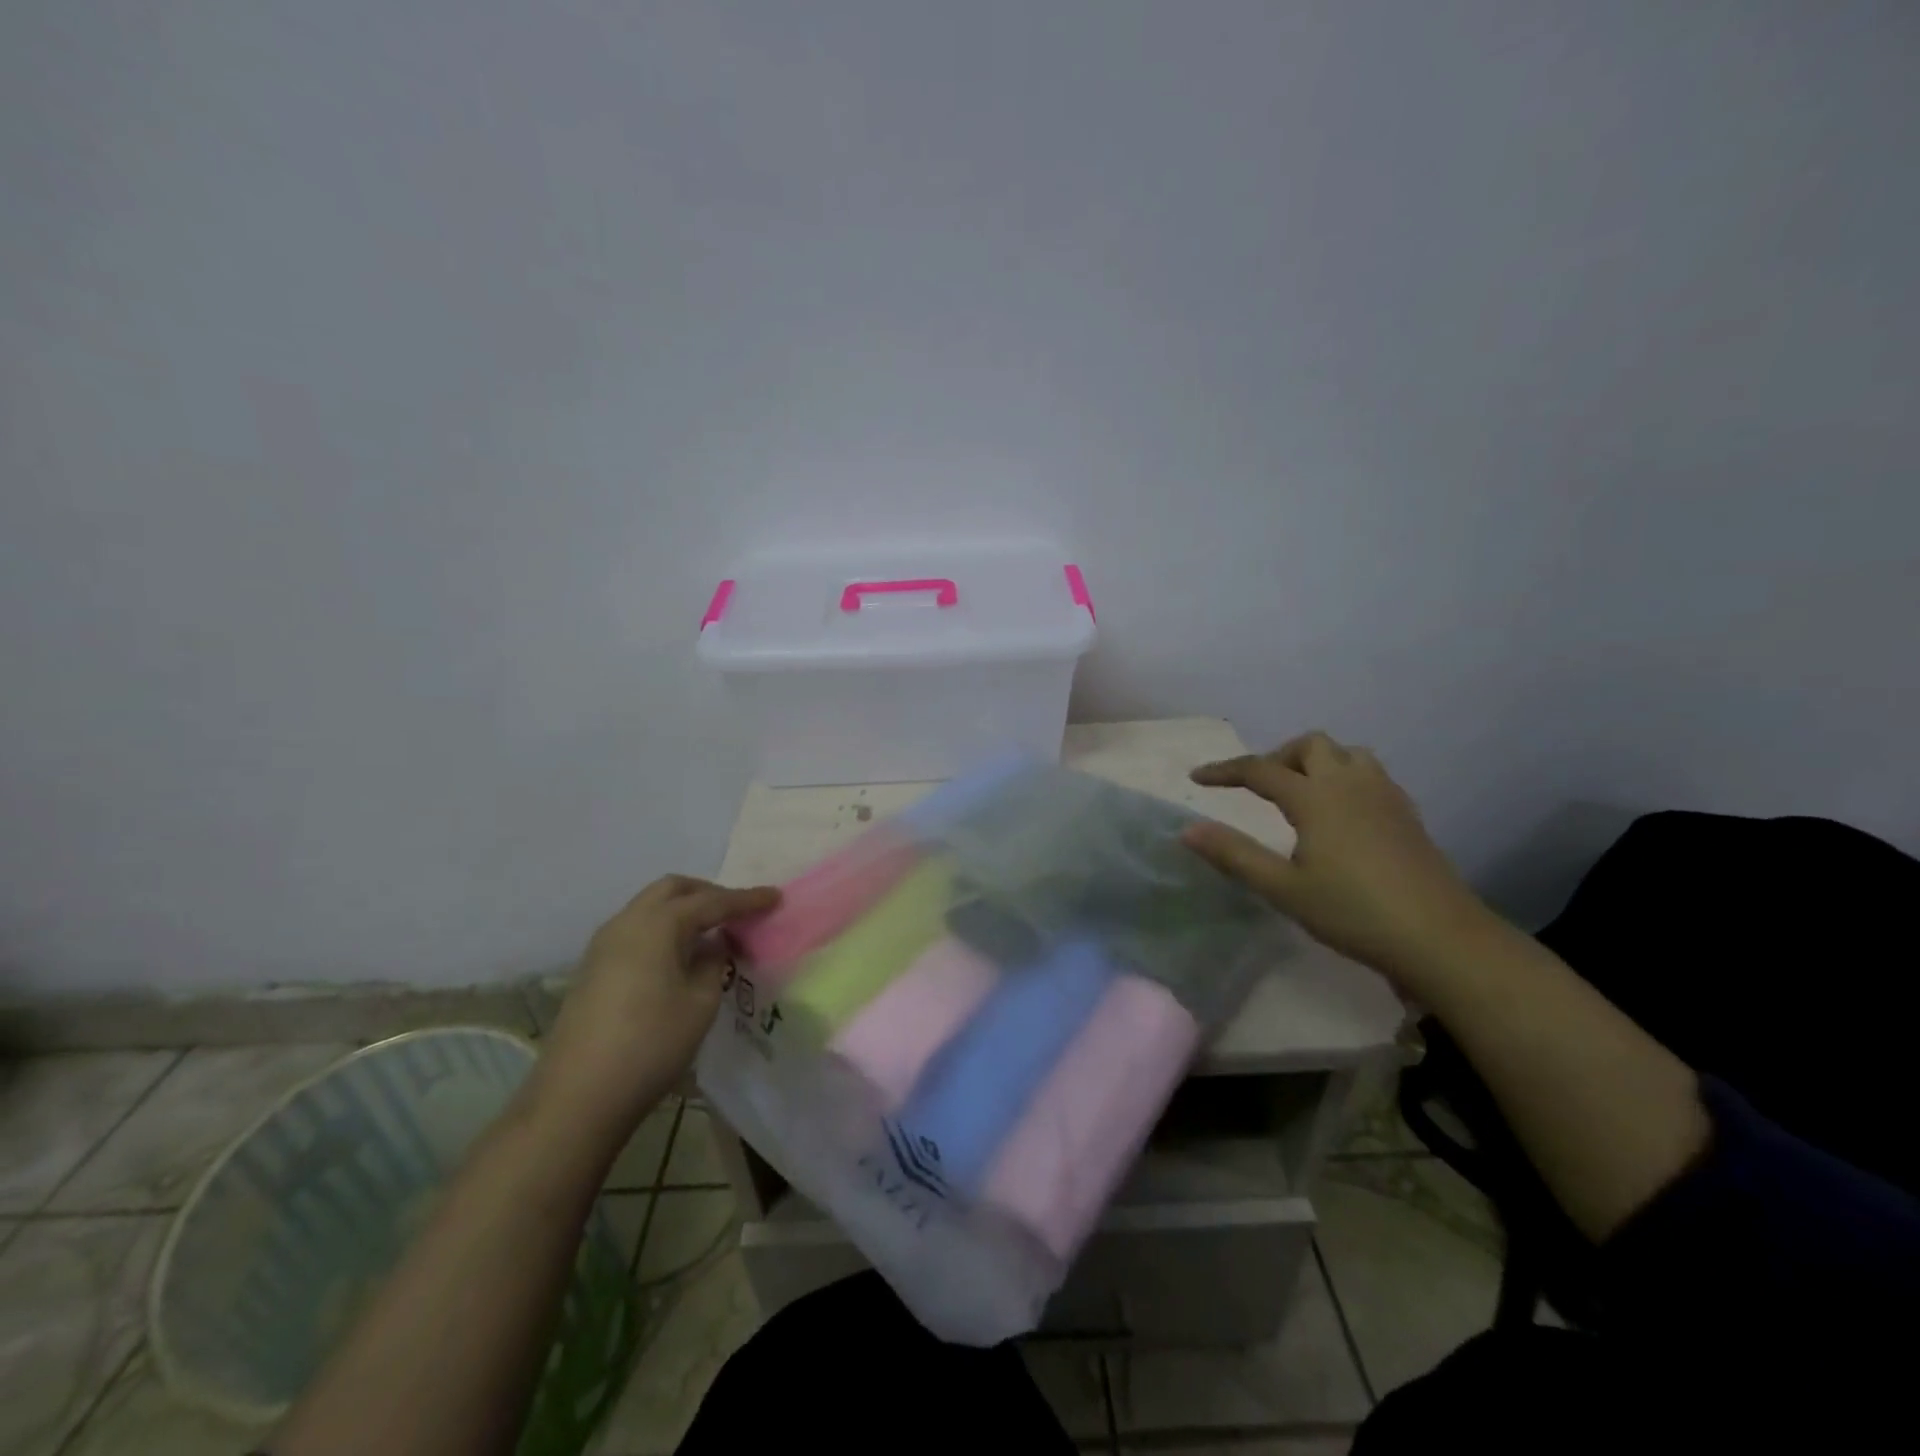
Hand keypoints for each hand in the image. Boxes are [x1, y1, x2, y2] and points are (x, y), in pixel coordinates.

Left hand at [531, 875, 778, 1132]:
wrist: (577, 1097)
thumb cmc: (650, 1045)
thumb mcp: (700, 1003)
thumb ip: (713, 963)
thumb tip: (713, 945)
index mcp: (658, 924)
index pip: (712, 901)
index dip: (746, 899)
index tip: (776, 897)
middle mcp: (627, 922)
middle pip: (673, 889)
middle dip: (709, 893)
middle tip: (739, 911)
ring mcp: (604, 944)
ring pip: (651, 907)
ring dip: (684, 909)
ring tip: (713, 932)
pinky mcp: (594, 968)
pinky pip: (637, 929)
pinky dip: (664, 928)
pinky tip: (681, 955)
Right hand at [1183, 732, 1493, 987]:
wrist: (1441, 938)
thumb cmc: (1353, 912)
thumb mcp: (1283, 889)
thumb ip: (1234, 855)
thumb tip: (1187, 829)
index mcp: (1316, 798)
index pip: (1260, 770)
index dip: (1225, 771)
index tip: (1197, 778)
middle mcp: (1351, 784)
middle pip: (1310, 745)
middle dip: (1278, 757)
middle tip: (1258, 788)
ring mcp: (1386, 796)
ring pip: (1347, 754)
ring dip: (1317, 762)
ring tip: (1300, 795)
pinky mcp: (1408, 815)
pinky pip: (1371, 775)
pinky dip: (1344, 778)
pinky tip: (1341, 815)